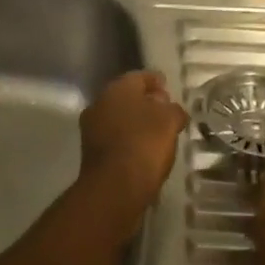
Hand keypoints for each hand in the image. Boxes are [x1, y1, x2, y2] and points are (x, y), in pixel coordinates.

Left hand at [78, 70, 187, 226]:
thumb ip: (173, 109)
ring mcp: (92, 128)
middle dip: (145, 102)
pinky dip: (128, 140)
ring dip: (136, 122)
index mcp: (118, 88)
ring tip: (157, 134)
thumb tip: (169, 108)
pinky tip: (143, 151)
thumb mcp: (170, 121)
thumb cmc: (145, 145)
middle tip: (165, 112)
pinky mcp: (91, 152)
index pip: (140, 76)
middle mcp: (100, 102)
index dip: (156, 81)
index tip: (168, 88)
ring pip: (119, 118)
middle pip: (127, 97)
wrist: (114, 188)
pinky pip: (115, 138)